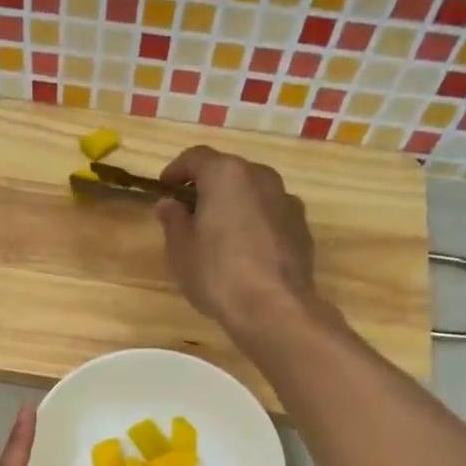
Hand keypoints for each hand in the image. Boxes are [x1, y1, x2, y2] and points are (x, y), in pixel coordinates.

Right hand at [156, 146, 316, 331]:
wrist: (274, 308)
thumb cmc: (217, 274)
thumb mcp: (181, 250)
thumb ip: (173, 220)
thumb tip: (169, 204)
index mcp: (226, 175)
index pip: (196, 157)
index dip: (176, 170)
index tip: (164, 189)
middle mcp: (261, 177)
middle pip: (228, 172)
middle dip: (207, 188)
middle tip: (189, 213)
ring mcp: (286, 200)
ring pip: (253, 193)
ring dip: (234, 205)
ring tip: (218, 235)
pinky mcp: (301, 227)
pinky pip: (270, 215)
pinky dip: (254, 223)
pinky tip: (245, 252)